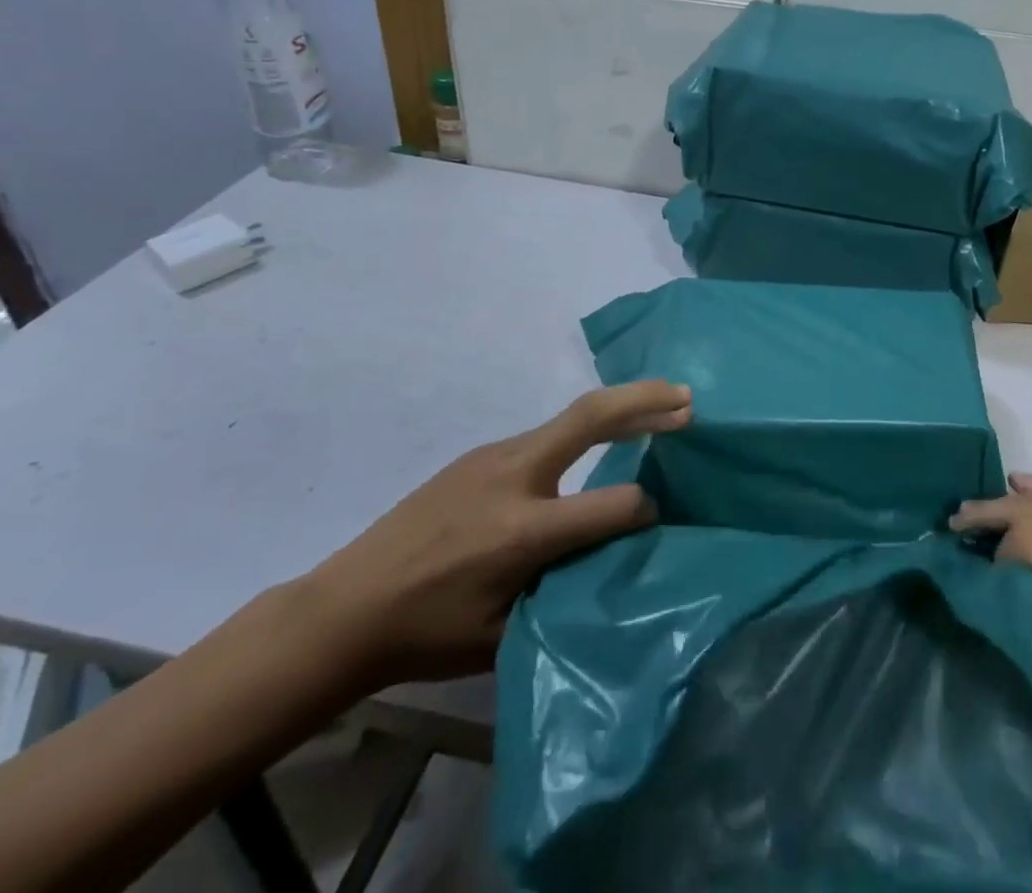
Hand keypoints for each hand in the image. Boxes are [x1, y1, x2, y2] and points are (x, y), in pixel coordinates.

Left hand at [296, 380, 691, 689]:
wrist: (342, 608)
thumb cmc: (425, 634)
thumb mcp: (504, 631)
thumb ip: (565, 587)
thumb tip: (613, 553)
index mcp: (522, 531)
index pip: (611, 504)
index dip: (646, 507)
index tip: (663, 514)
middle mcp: (514, 476)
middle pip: (591, 417)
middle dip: (645, 400)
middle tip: (688, 397)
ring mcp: (494, 456)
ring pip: (570, 419)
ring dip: (620, 408)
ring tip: (661, 407)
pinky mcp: (481, 454)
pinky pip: (546, 435)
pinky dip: (585, 429)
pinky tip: (598, 442)